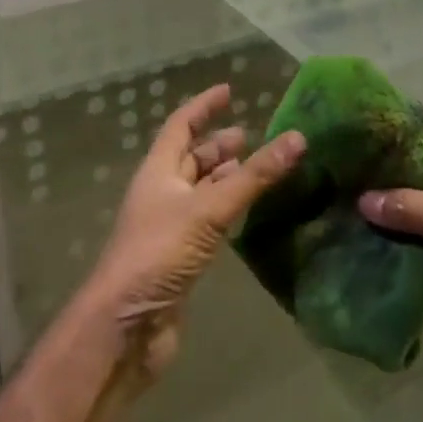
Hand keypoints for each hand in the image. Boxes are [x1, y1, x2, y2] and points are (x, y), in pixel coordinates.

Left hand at [85, 84, 304, 380]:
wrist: (124, 330)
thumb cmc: (158, 255)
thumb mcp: (209, 210)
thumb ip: (254, 176)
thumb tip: (297, 137)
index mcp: (158, 171)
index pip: (180, 125)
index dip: (203, 106)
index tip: (229, 91)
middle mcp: (162, 193)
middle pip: (191, 158)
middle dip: (218, 145)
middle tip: (253, 137)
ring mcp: (169, 228)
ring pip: (201, 191)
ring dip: (226, 178)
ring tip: (257, 170)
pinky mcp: (180, 259)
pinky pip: (208, 221)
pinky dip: (228, 210)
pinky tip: (248, 213)